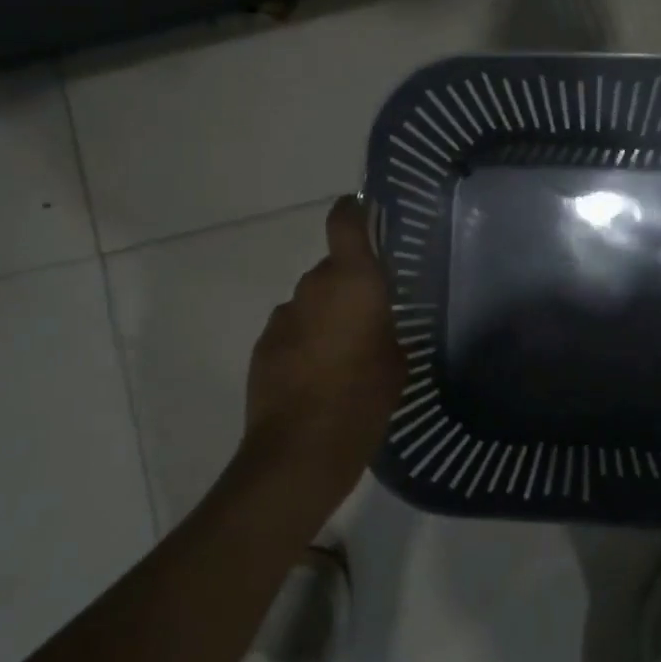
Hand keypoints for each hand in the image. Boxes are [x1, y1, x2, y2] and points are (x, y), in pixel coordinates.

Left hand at [240, 196, 405, 501]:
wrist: (301, 450)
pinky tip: (318, 376)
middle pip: (331, 270)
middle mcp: (312, 288)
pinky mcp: (262, 346)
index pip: (345, 222)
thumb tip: (377, 322)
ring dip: (325, 317)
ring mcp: (282, 316)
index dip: (354, 211)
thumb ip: (387, 328)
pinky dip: (305, 341)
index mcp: (352, 282)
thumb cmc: (364, 399)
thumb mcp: (398, 361)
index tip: (366, 213)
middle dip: (349, 286)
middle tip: (371, 318)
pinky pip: (292, 330)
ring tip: (343, 355)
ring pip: (310, 303)